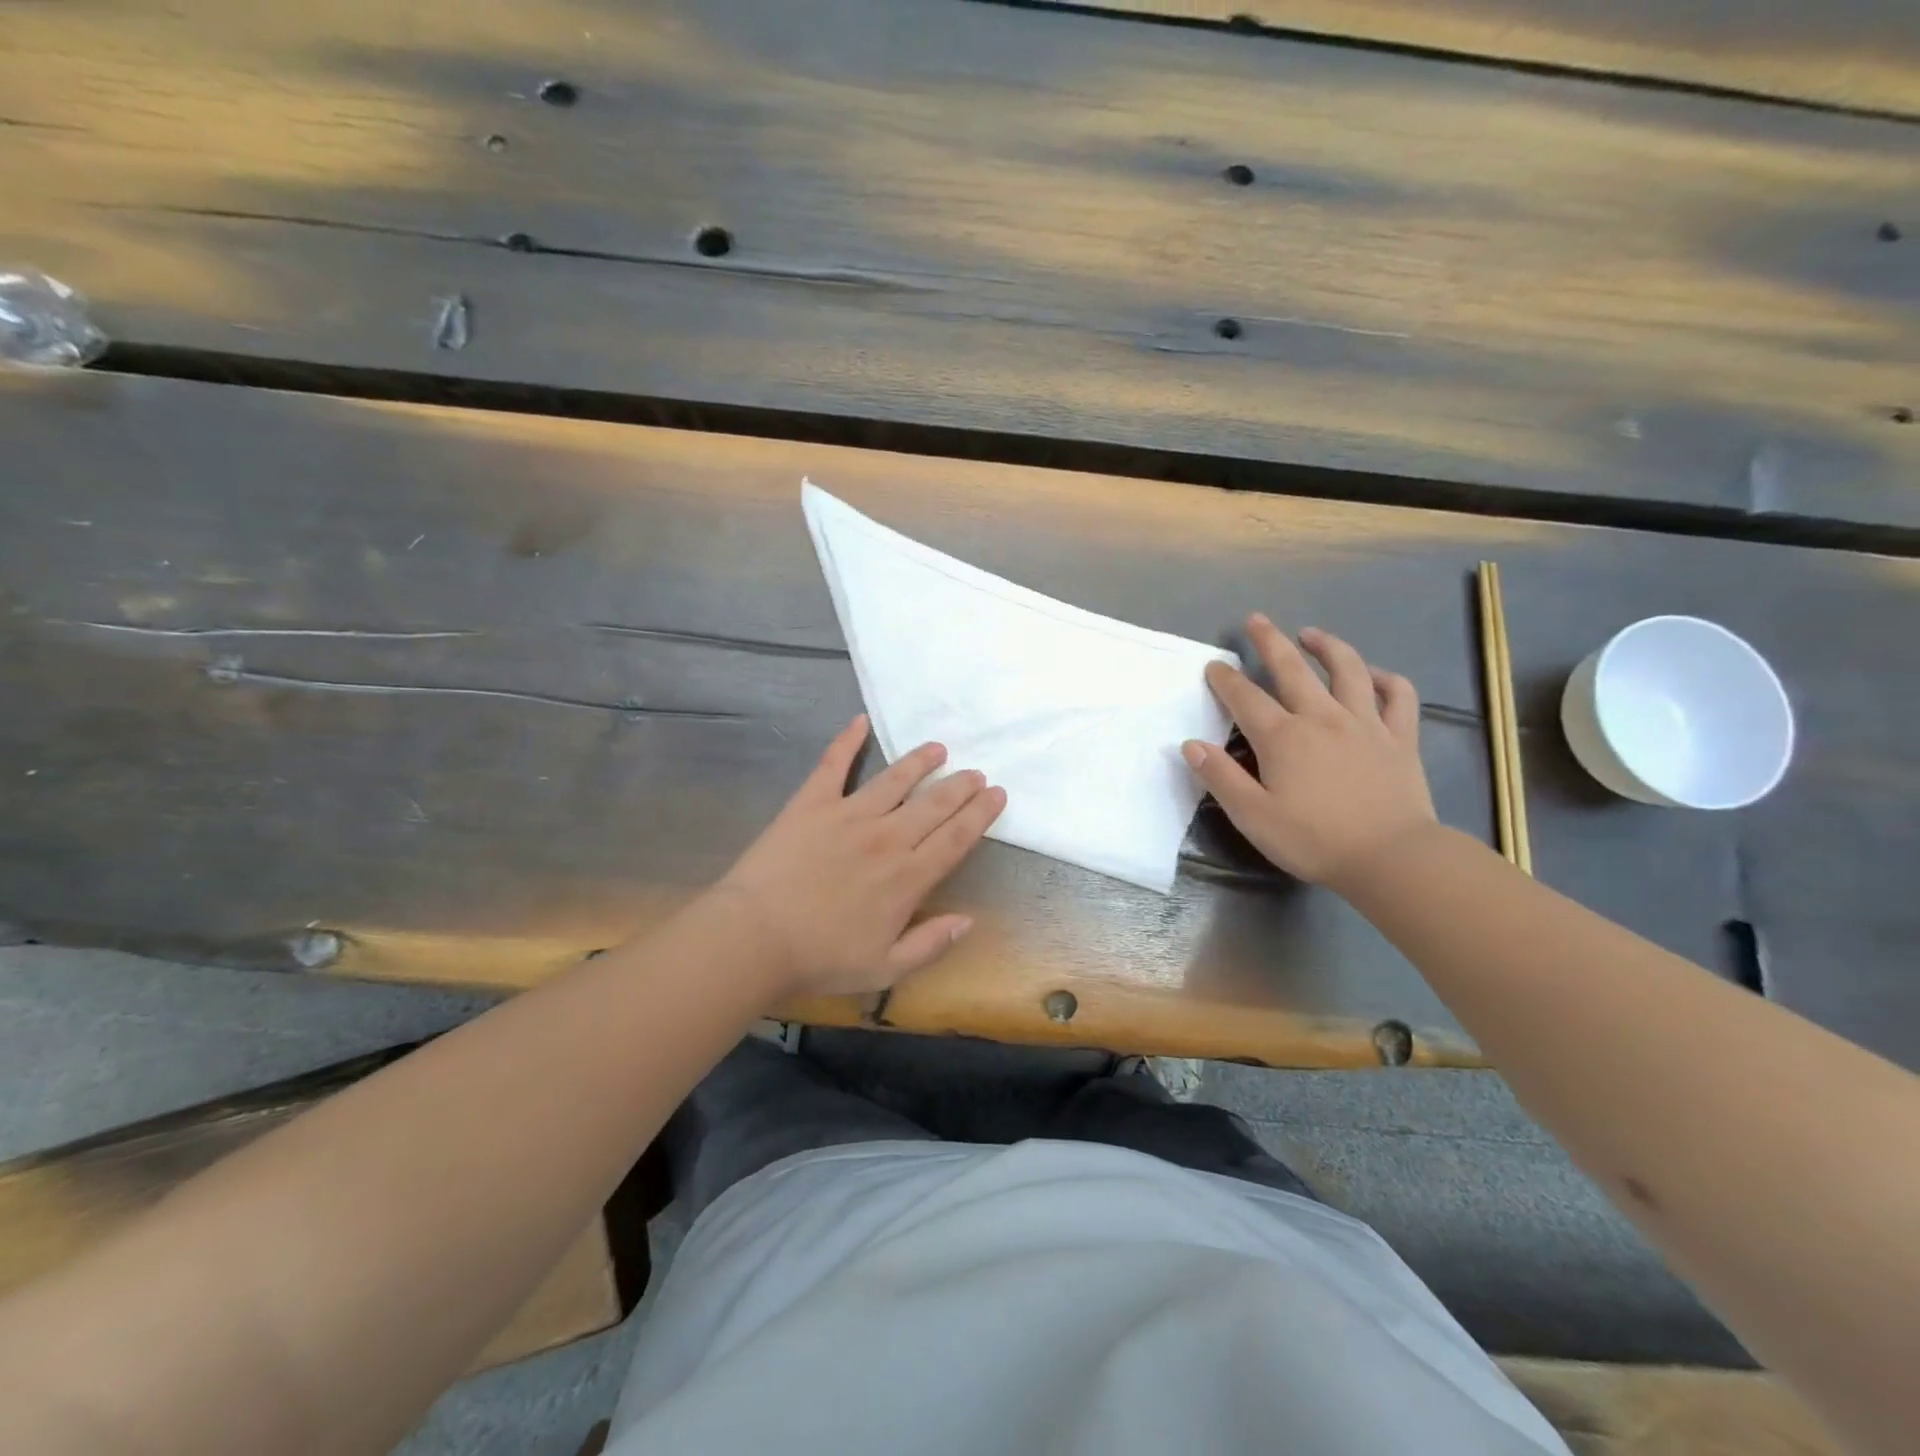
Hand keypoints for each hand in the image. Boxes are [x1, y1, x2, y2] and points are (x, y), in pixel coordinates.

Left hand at [713, 714, 1006, 997]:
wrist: (755, 938)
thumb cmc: (821, 957)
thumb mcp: (885, 969)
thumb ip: (931, 944)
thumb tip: (969, 920)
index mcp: (908, 877)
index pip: (956, 838)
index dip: (980, 814)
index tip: (996, 795)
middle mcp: (887, 837)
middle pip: (934, 804)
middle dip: (960, 786)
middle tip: (975, 773)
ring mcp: (849, 815)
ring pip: (895, 779)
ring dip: (920, 761)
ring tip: (938, 749)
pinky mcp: (812, 803)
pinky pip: (833, 764)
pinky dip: (847, 740)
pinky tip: (859, 721)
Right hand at [1183, 615, 1435, 886]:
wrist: (1392, 858)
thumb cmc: (1314, 840)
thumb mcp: (1253, 816)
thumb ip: (1221, 777)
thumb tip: (1191, 745)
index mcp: (1282, 737)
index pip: (1245, 697)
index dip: (1225, 678)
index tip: (1214, 665)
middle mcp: (1321, 718)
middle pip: (1291, 668)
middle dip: (1269, 641)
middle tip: (1256, 620)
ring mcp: (1365, 723)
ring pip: (1347, 669)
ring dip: (1326, 646)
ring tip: (1311, 634)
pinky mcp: (1399, 737)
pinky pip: (1397, 695)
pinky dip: (1385, 678)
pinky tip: (1373, 674)